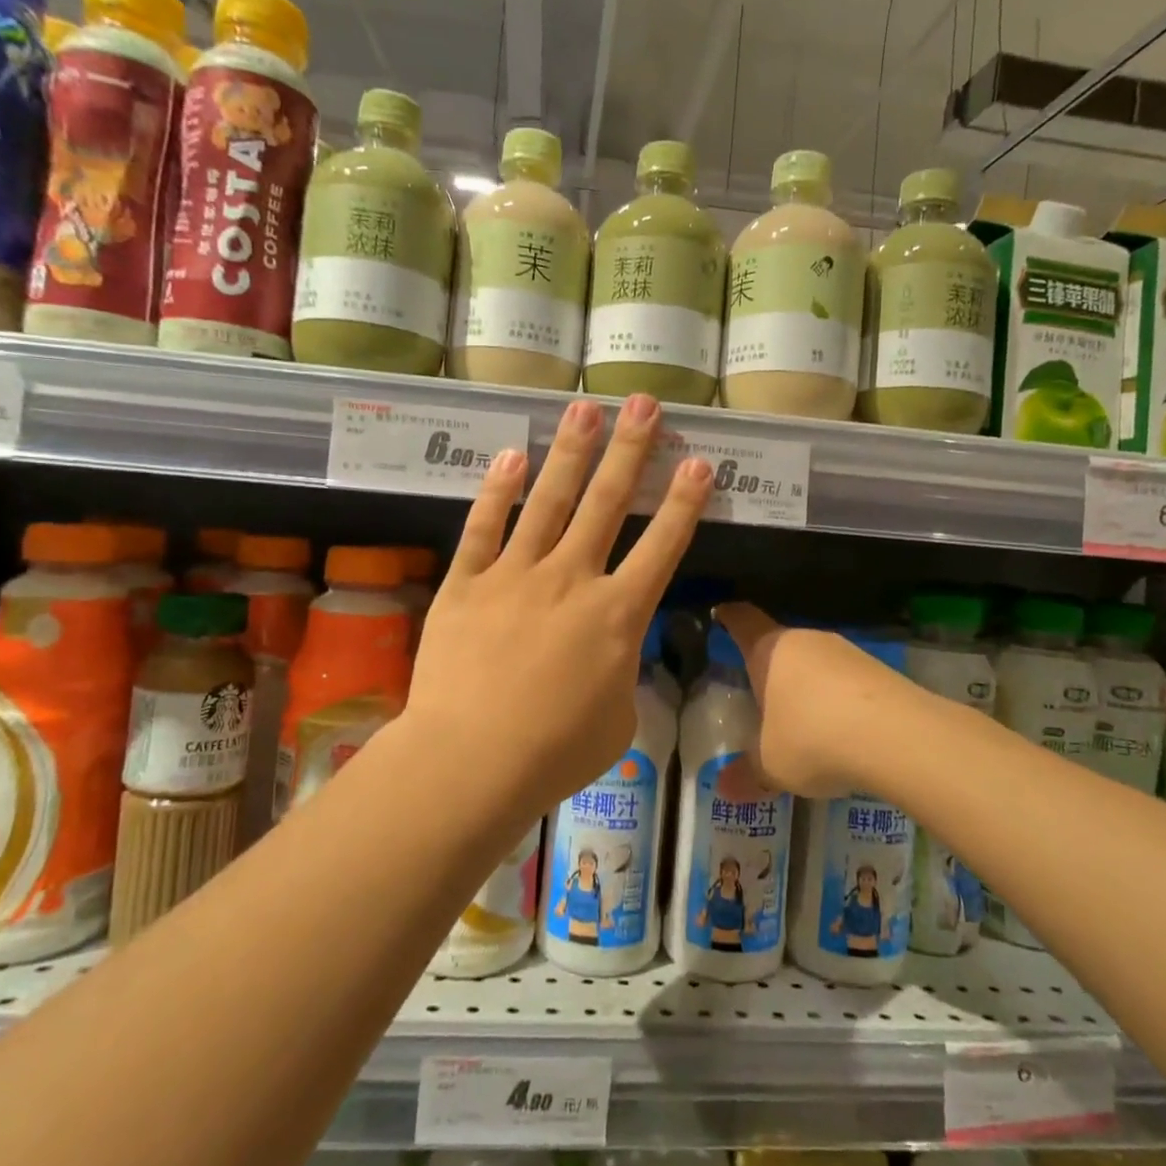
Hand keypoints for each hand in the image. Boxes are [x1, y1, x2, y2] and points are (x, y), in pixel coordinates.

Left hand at [406, 395, 712, 814]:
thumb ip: (620, 672)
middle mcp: (571, 579)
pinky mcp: (467, 583)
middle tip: (643, 404)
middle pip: (606, 503)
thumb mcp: (617, 719)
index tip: (698, 461)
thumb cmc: (555, 753)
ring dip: (570, 452)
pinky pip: (483, 526)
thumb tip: (610, 651)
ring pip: (548, 500)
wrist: (471, 761)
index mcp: (617, 615)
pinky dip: (498, 490)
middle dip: (630, 449)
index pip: (662, 546)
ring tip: (583, 408)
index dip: (683, 502)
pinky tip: (511, 455)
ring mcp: (515, 575)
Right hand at [715, 603, 926, 797]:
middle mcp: (806, 640)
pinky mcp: (880, 670)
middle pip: (780, 644)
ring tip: (803, 724)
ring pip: (816, 663)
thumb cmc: (813, 738)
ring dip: (807, 687)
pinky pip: (846, 681)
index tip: (720, 614)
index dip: (729, 617)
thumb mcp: (771, 765)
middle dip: (770, 667)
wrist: (899, 736)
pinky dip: (839, 701)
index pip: (742, 620)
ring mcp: (846, 652)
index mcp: (769, 650)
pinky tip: (842, 733)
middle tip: (760, 696)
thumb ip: (746, 775)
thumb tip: (723, 788)